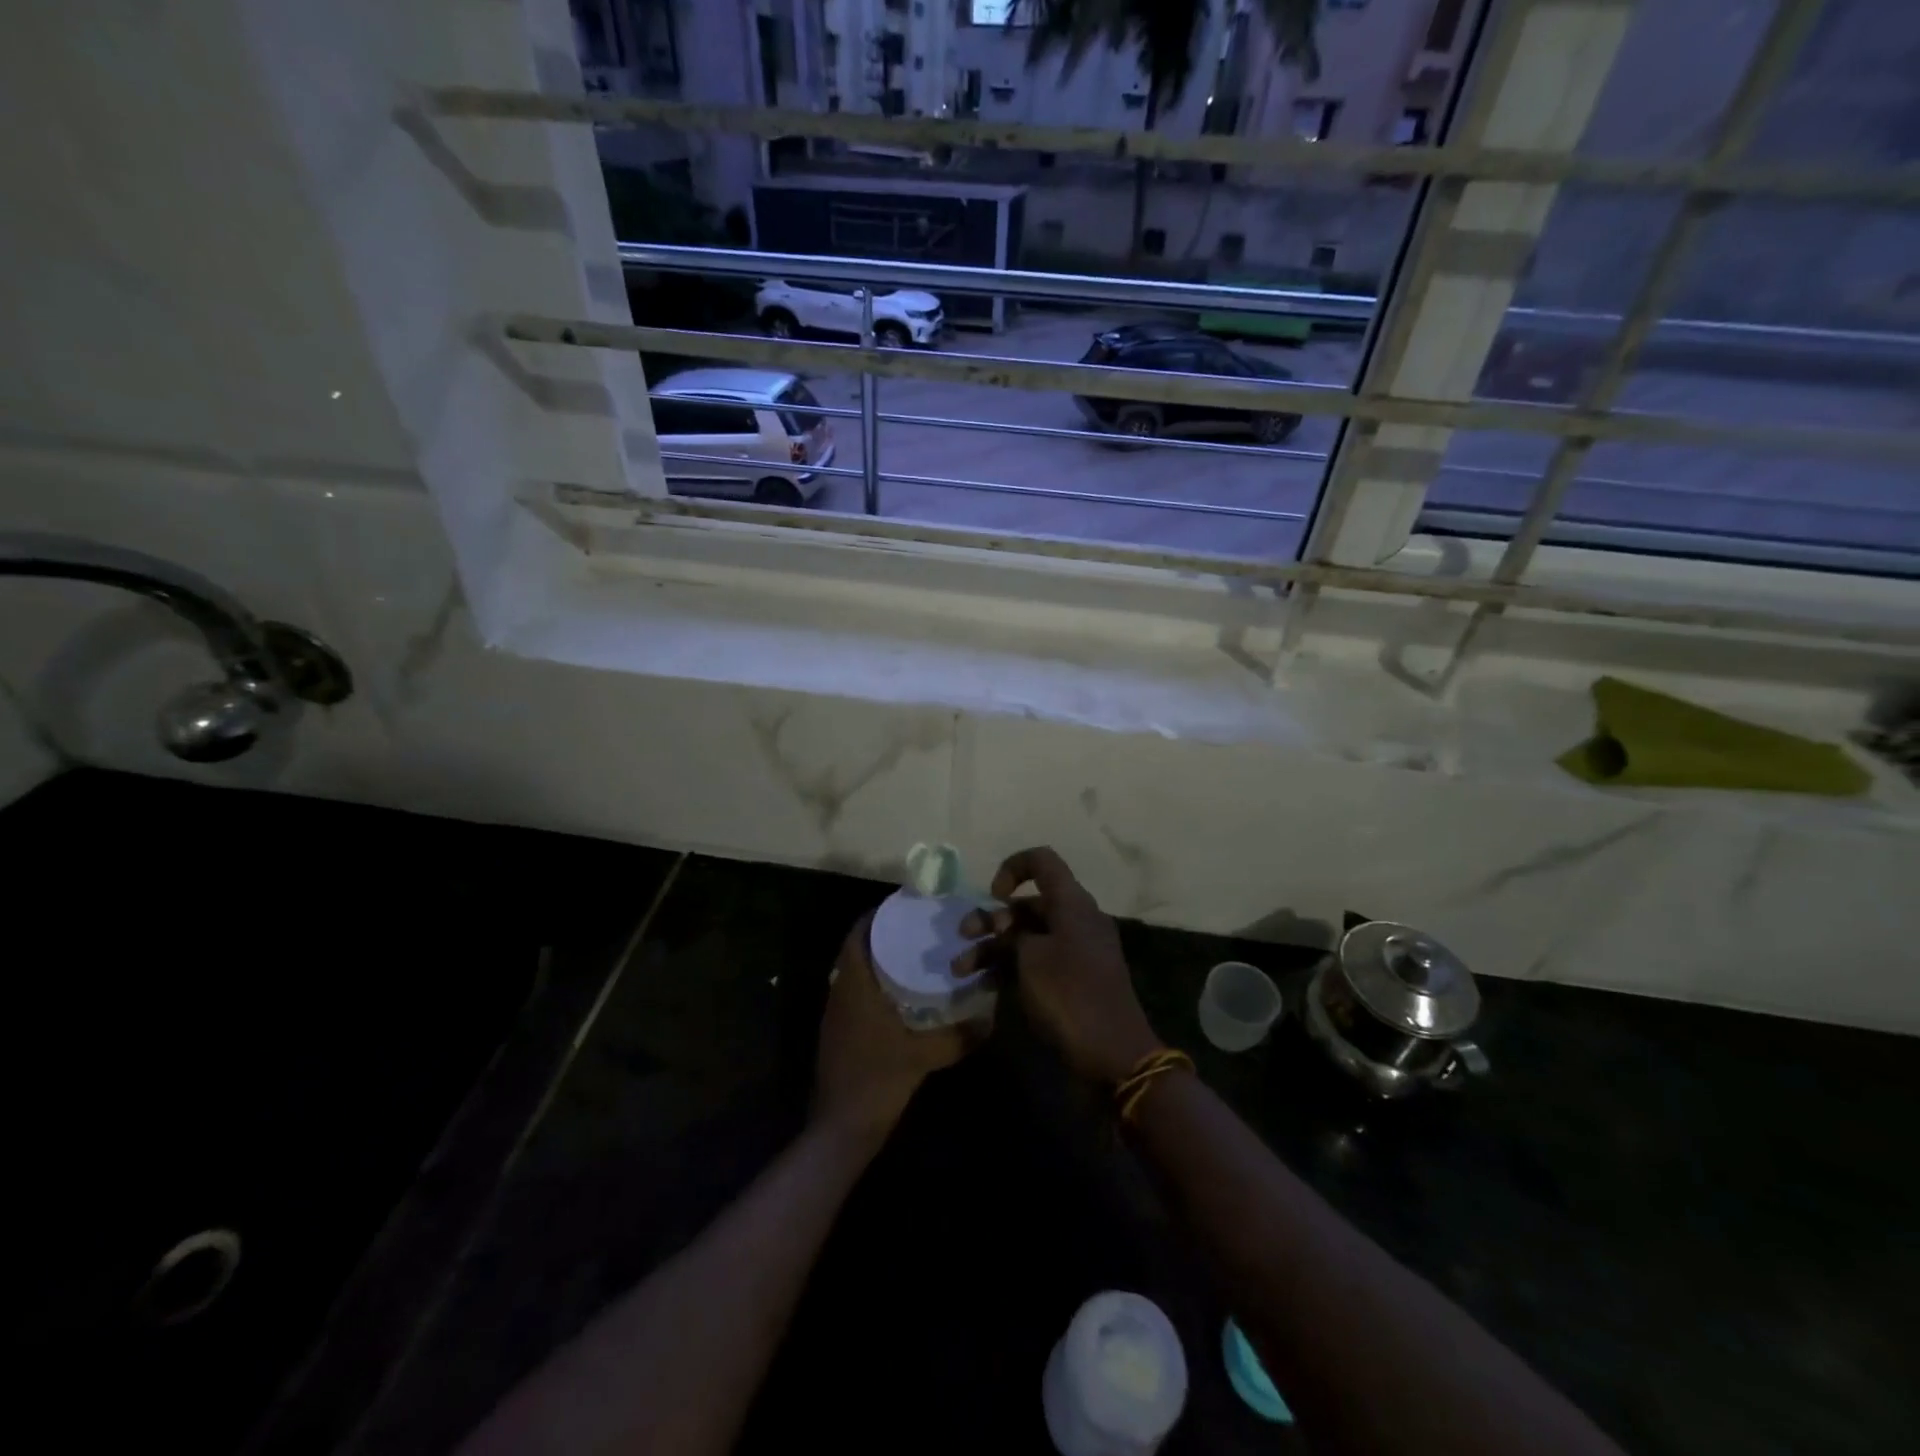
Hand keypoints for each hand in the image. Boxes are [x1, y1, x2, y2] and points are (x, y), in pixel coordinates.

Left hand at [812, 912, 977, 1142]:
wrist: (840, 1130)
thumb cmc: (877, 1081)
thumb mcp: (923, 1057)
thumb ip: (958, 1037)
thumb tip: (991, 1019)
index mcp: (854, 986)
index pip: (858, 935)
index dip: (878, 916)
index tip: (906, 907)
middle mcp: (840, 991)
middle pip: (857, 949)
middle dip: (884, 935)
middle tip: (919, 928)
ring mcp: (836, 1014)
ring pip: (855, 971)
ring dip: (879, 958)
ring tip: (916, 953)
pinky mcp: (839, 1032)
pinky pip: (856, 992)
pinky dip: (876, 983)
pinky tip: (903, 994)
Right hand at [953, 847, 1158, 1083]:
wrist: (1113, 1056)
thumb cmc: (1070, 995)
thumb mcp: (1031, 959)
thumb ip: (1011, 934)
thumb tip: (1005, 926)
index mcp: (1073, 904)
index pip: (1042, 862)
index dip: (1012, 868)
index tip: (993, 895)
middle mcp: (1076, 921)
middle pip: (1028, 904)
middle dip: (992, 918)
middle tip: (963, 936)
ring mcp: (1075, 952)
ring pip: (1028, 936)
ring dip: (993, 948)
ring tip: (961, 970)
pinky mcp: (1072, 981)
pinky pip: (1036, 962)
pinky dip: (1010, 968)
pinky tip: (983, 986)